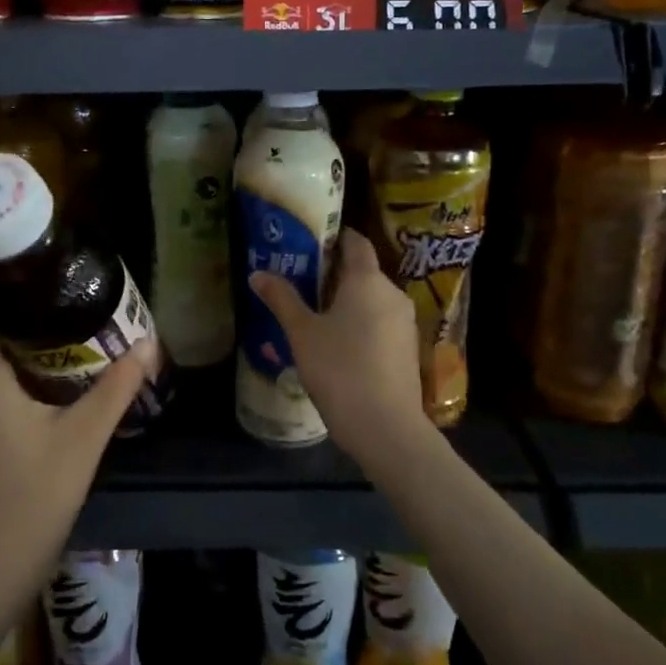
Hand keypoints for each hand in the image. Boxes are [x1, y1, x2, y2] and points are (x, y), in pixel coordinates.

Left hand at [0, 307, 153, 592]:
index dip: (7, 286)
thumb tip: (148, 344)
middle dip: (27, 311)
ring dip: (26, 341)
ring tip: (71, 323)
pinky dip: (20, 369)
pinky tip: (58, 372)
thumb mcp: (84, 437)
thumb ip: (116, 387)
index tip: (46, 270)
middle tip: (71, 294)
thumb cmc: (36, 494)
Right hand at [248, 228, 429, 465]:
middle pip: (363, 272)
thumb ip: (282, 299)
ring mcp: (404, 323)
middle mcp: (392, 293)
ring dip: (347, 301)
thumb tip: (258, 274)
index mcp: (367, 280)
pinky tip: (338, 344)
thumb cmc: (340, 369)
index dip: (335, 237)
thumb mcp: (302, 333)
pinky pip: (381, 323)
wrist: (386, 427)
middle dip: (334, 273)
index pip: (356, 242)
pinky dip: (361, 323)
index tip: (311, 241)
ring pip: (373, 300)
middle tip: (301, 280)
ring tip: (314, 313)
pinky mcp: (407, 350)